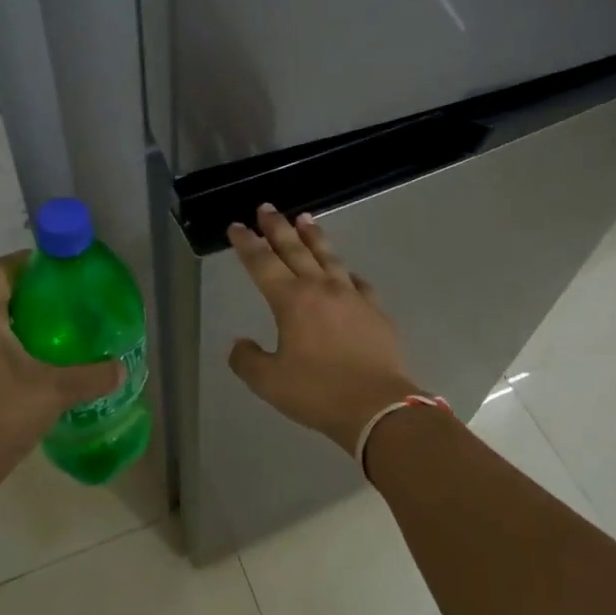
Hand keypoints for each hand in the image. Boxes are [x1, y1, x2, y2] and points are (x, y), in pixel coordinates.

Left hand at [0, 255, 122, 504]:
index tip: (58, 270)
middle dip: (26, 292)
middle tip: (62, 302)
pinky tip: (21, 359)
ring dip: (10, 317)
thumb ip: (91, 376)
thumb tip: (122, 368)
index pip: (1, 270)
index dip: (29, 262)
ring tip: (47, 330)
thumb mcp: (53, 393)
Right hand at [227, 204, 422, 455]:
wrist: (379, 407)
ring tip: (305, 218)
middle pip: (295, 249)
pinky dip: (346, 272)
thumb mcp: (269, 383)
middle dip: (277, 227)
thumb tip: (239, 344)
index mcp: (291, 301)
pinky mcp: (375, 311)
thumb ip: (247, 360)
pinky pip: (358, 282)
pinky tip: (346, 272)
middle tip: (266, 207)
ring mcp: (352, 296)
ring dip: (314, 237)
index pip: (262, 263)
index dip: (247, 243)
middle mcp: (320, 289)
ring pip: (328, 257)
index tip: (237, 227)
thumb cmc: (318, 392)